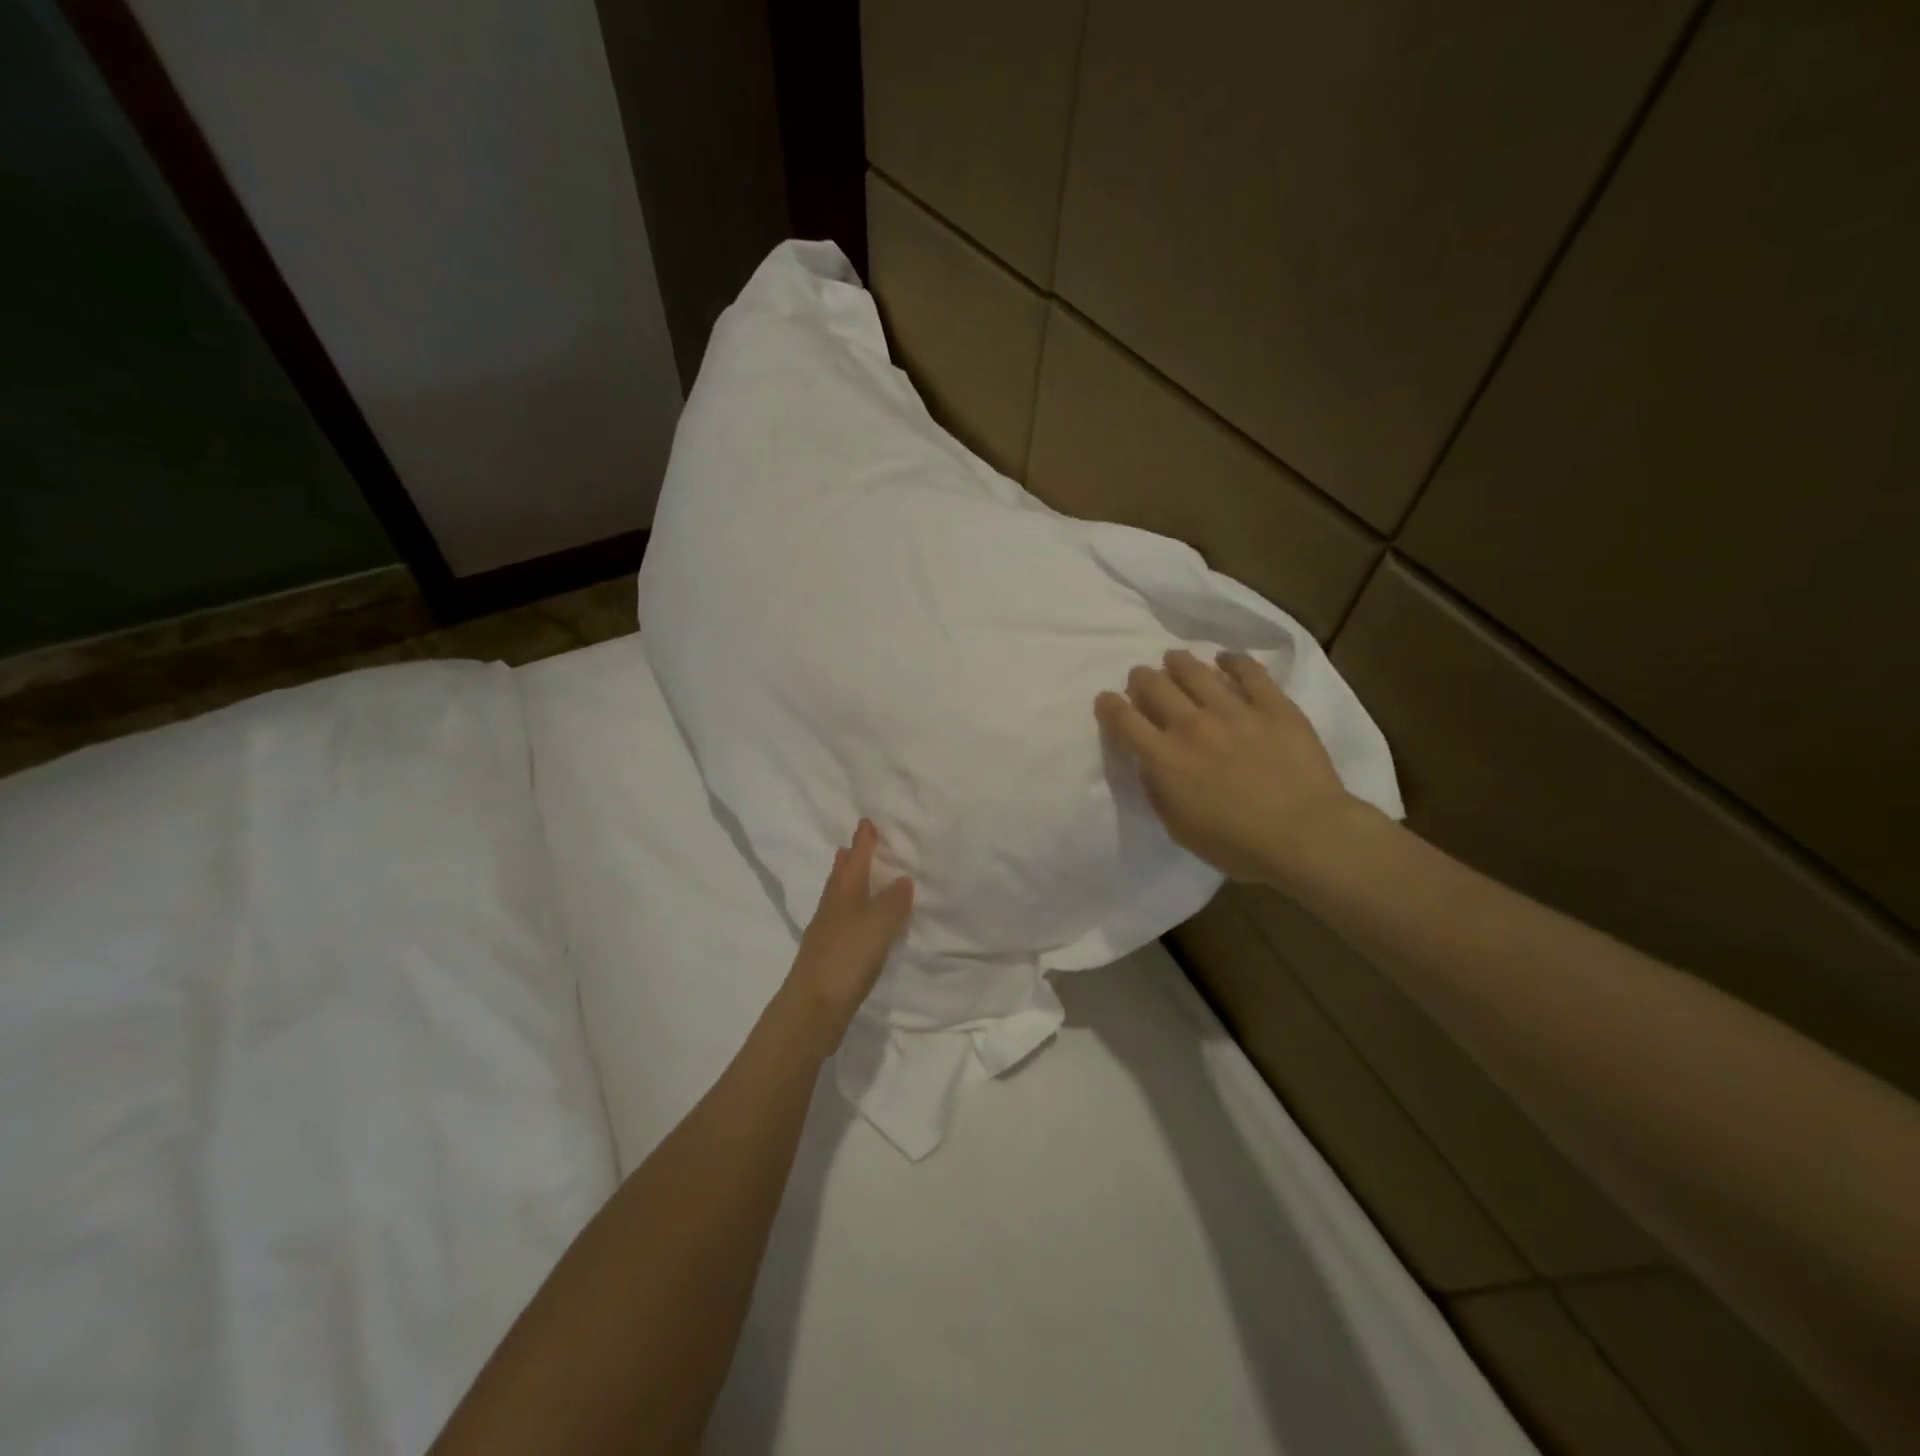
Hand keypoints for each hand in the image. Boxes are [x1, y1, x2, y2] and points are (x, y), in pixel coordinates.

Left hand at [779, 818, 914, 1052]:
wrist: (813, 1007)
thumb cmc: (847, 958)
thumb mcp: (879, 925)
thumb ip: (893, 902)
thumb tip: (901, 878)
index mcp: (844, 893)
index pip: (856, 859)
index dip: (863, 841)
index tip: (865, 821)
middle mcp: (832, 907)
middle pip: (841, 876)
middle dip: (849, 859)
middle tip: (855, 845)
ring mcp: (827, 932)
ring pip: (839, 897)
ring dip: (848, 883)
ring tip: (856, 876)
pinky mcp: (828, 955)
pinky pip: (843, 920)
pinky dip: (852, 910)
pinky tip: (859, 921)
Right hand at [1096, 649, 1364, 883]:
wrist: (1305, 835)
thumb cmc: (1238, 845)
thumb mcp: (1179, 828)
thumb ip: (1158, 792)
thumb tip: (1150, 764)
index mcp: (1165, 758)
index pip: (1124, 719)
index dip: (1109, 705)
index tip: (1106, 700)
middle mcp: (1192, 725)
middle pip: (1154, 685)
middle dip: (1141, 678)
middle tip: (1142, 679)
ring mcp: (1233, 710)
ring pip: (1195, 670)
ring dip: (1178, 662)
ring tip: (1175, 660)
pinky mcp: (1272, 704)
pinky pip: (1248, 670)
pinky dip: (1232, 660)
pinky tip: (1226, 659)